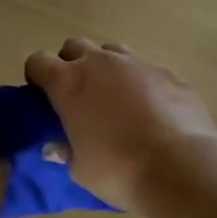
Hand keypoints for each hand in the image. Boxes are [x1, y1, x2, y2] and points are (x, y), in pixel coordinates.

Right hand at [23, 39, 216, 207]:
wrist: (179, 166)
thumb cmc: (118, 170)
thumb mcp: (80, 170)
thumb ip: (65, 152)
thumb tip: (54, 147)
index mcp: (69, 82)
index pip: (38, 61)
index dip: (37, 77)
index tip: (43, 97)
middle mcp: (101, 63)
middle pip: (75, 46)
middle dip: (71, 65)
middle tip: (78, 96)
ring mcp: (139, 64)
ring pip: (113, 52)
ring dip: (107, 69)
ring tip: (115, 100)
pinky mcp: (170, 73)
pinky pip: (147, 70)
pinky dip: (142, 84)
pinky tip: (151, 111)